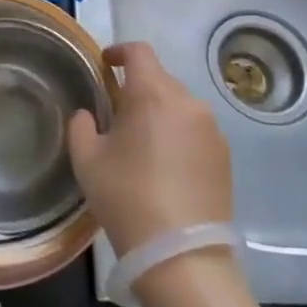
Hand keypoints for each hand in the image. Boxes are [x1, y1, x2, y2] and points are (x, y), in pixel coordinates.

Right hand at [68, 42, 229, 257]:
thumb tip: (88, 115)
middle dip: (137, 88)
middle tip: (116, 113)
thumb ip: (81, 127)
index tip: (104, 65)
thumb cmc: (126, 198)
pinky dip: (178, 135)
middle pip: (160, 79)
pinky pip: (195, 130)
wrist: (182, 254)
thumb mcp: (87, 161)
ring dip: (159, 112)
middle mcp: (188, 102)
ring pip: (179, 105)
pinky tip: (164, 165)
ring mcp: (212, 129)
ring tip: (141, 143)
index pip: (139, 52)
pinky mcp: (225, 156)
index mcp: (153, 94)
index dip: (119, 52)